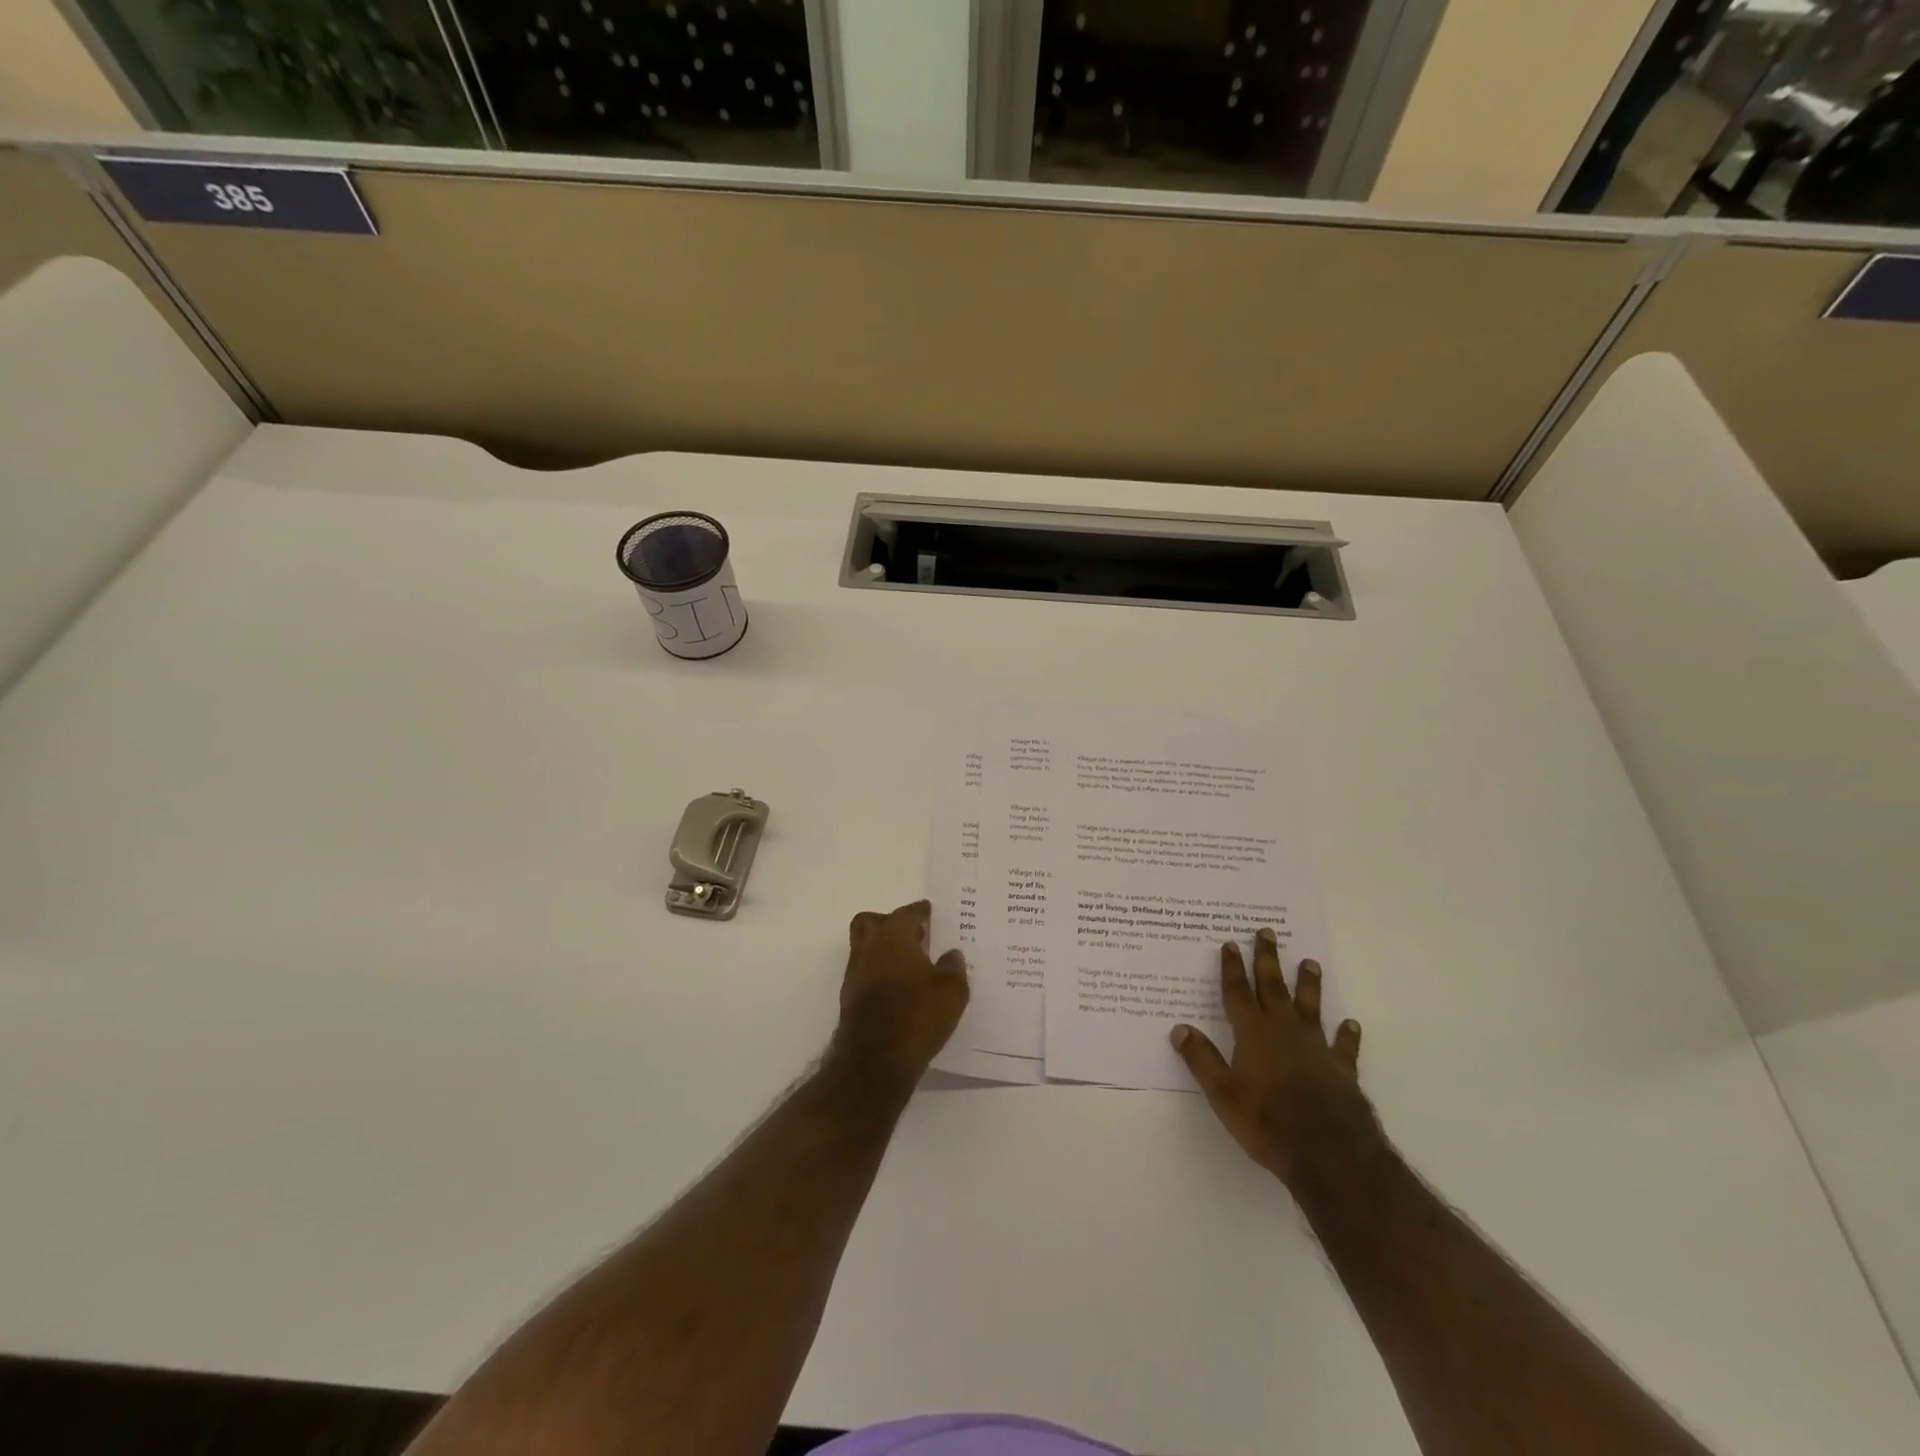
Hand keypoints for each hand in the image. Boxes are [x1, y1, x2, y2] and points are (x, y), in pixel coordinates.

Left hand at [829, 901, 968, 1087]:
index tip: (930, 912)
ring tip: (909, 963)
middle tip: (913, 934)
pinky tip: (898, 988)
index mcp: (893, 935)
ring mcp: (855, 972)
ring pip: (865, 947)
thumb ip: (954, 966)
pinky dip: (879, 972)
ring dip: (883, 949)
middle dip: (890, 922)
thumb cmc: (917, 1015)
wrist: (875, 1060)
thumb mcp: (951, 990)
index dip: (920, 912)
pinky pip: (865, 972)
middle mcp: (869, 947)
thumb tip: (952, 954)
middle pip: (872, 921)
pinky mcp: (850, 998)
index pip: (906, 913)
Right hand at [1170, 929, 1377, 1188]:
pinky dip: (1346, 1034)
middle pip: (1273, 987)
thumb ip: (1202, 1060)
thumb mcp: (1223, 1094)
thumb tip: (1179, 1028)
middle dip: (1267, 959)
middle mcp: (1285, 1031)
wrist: (1331, 1154)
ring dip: (1308, 984)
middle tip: (1267, 932)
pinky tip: (1351, 1024)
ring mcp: (1317, 1048)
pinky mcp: (1342, 1069)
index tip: (1230, 943)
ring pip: (1310, 1006)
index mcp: (1253, 1034)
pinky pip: (1343, 1045)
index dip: (1232, 968)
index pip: (1238, 993)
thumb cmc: (1268, 1122)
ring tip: (1310, 962)